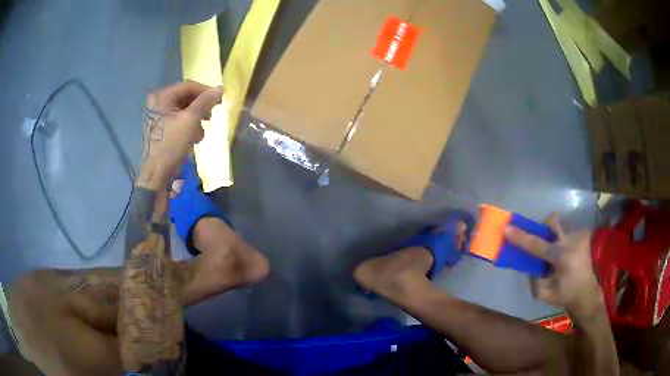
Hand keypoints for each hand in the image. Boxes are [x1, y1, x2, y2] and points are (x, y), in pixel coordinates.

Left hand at [138, 80, 223, 189]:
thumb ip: (205, 102)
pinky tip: (193, 139)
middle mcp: (158, 104)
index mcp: (161, 98)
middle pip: (186, 98)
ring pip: (184, 110)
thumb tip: (221, 88)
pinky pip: (179, 121)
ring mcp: (159, 117)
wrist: (157, 174)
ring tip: (200, 133)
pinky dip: (189, 127)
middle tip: (210, 118)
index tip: (219, 101)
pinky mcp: (162, 129)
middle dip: (200, 109)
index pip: (188, 86)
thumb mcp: (191, 120)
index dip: (205, 91)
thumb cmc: (171, 145)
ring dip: (196, 120)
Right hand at [504, 214, 602, 317]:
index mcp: (562, 259)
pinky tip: (565, 251)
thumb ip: (533, 279)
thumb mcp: (544, 294)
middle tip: (542, 241)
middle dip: (544, 228)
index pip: (538, 245)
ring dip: (553, 234)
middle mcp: (572, 242)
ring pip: (560, 223)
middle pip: (553, 221)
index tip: (507, 228)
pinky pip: (567, 228)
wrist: (586, 292)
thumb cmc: (565, 295)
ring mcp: (580, 236)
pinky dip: (562, 237)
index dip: (521, 237)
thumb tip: (530, 264)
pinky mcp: (584, 234)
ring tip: (555, 250)